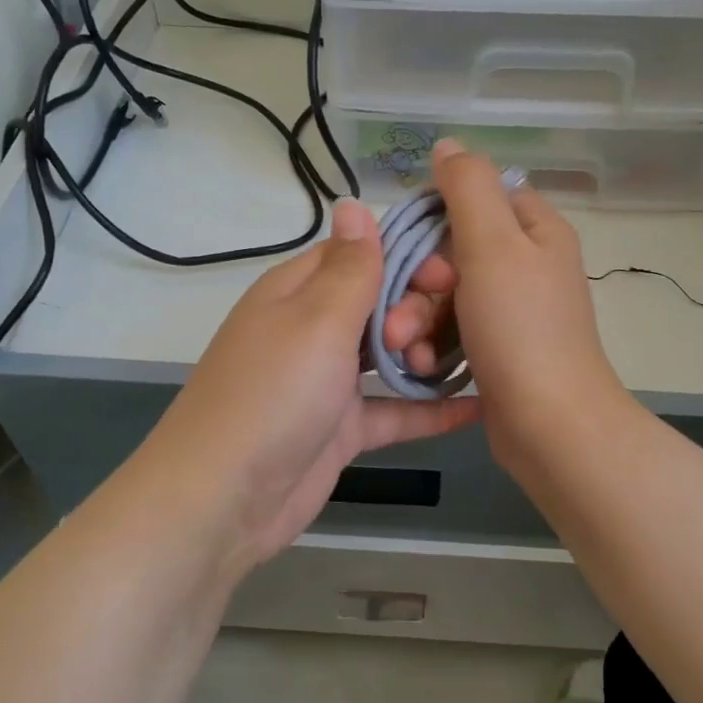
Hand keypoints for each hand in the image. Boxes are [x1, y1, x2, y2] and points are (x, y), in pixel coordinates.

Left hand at [148, 198, 478, 566]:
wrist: (225, 499)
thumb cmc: (274, 394)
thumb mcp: (317, 320)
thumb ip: (350, 266)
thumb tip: (353, 202)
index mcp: (298, 290)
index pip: (361, 253)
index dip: (408, 257)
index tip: (449, 275)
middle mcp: (312, 328)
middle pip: (380, 302)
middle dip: (414, 311)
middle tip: (415, 341)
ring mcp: (327, 381)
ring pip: (389, 354)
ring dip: (423, 355)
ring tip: (443, 368)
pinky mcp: (341, 429)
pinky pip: (393, 410)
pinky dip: (429, 409)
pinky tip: (478, 407)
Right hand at [387, 140, 630, 476]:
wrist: (550, 425)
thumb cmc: (521, 328)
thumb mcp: (492, 245)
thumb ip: (468, 188)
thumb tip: (450, 145)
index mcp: (534, 230)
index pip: (477, 196)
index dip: (435, 215)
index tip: (411, 247)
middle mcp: (526, 265)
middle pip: (452, 252)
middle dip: (417, 284)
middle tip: (400, 314)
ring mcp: (511, 311)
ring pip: (445, 295)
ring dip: (415, 319)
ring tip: (401, 348)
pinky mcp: (496, 349)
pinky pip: (451, 331)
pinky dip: (431, 344)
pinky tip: (417, 365)